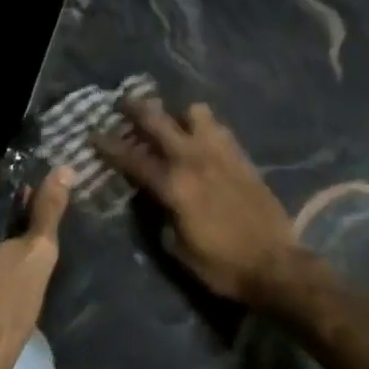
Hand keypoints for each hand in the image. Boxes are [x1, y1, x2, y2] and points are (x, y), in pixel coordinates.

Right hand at [93, 99, 304, 305]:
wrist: (276, 265)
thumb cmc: (222, 265)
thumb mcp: (179, 248)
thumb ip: (161, 215)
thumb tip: (153, 196)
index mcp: (174, 186)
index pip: (133, 158)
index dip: (109, 145)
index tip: (92, 133)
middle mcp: (193, 159)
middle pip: (158, 120)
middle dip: (135, 108)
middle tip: (122, 103)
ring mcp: (220, 153)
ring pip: (194, 112)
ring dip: (178, 113)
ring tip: (172, 122)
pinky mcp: (241, 156)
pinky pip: (218, 127)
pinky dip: (204, 126)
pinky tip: (201, 137)